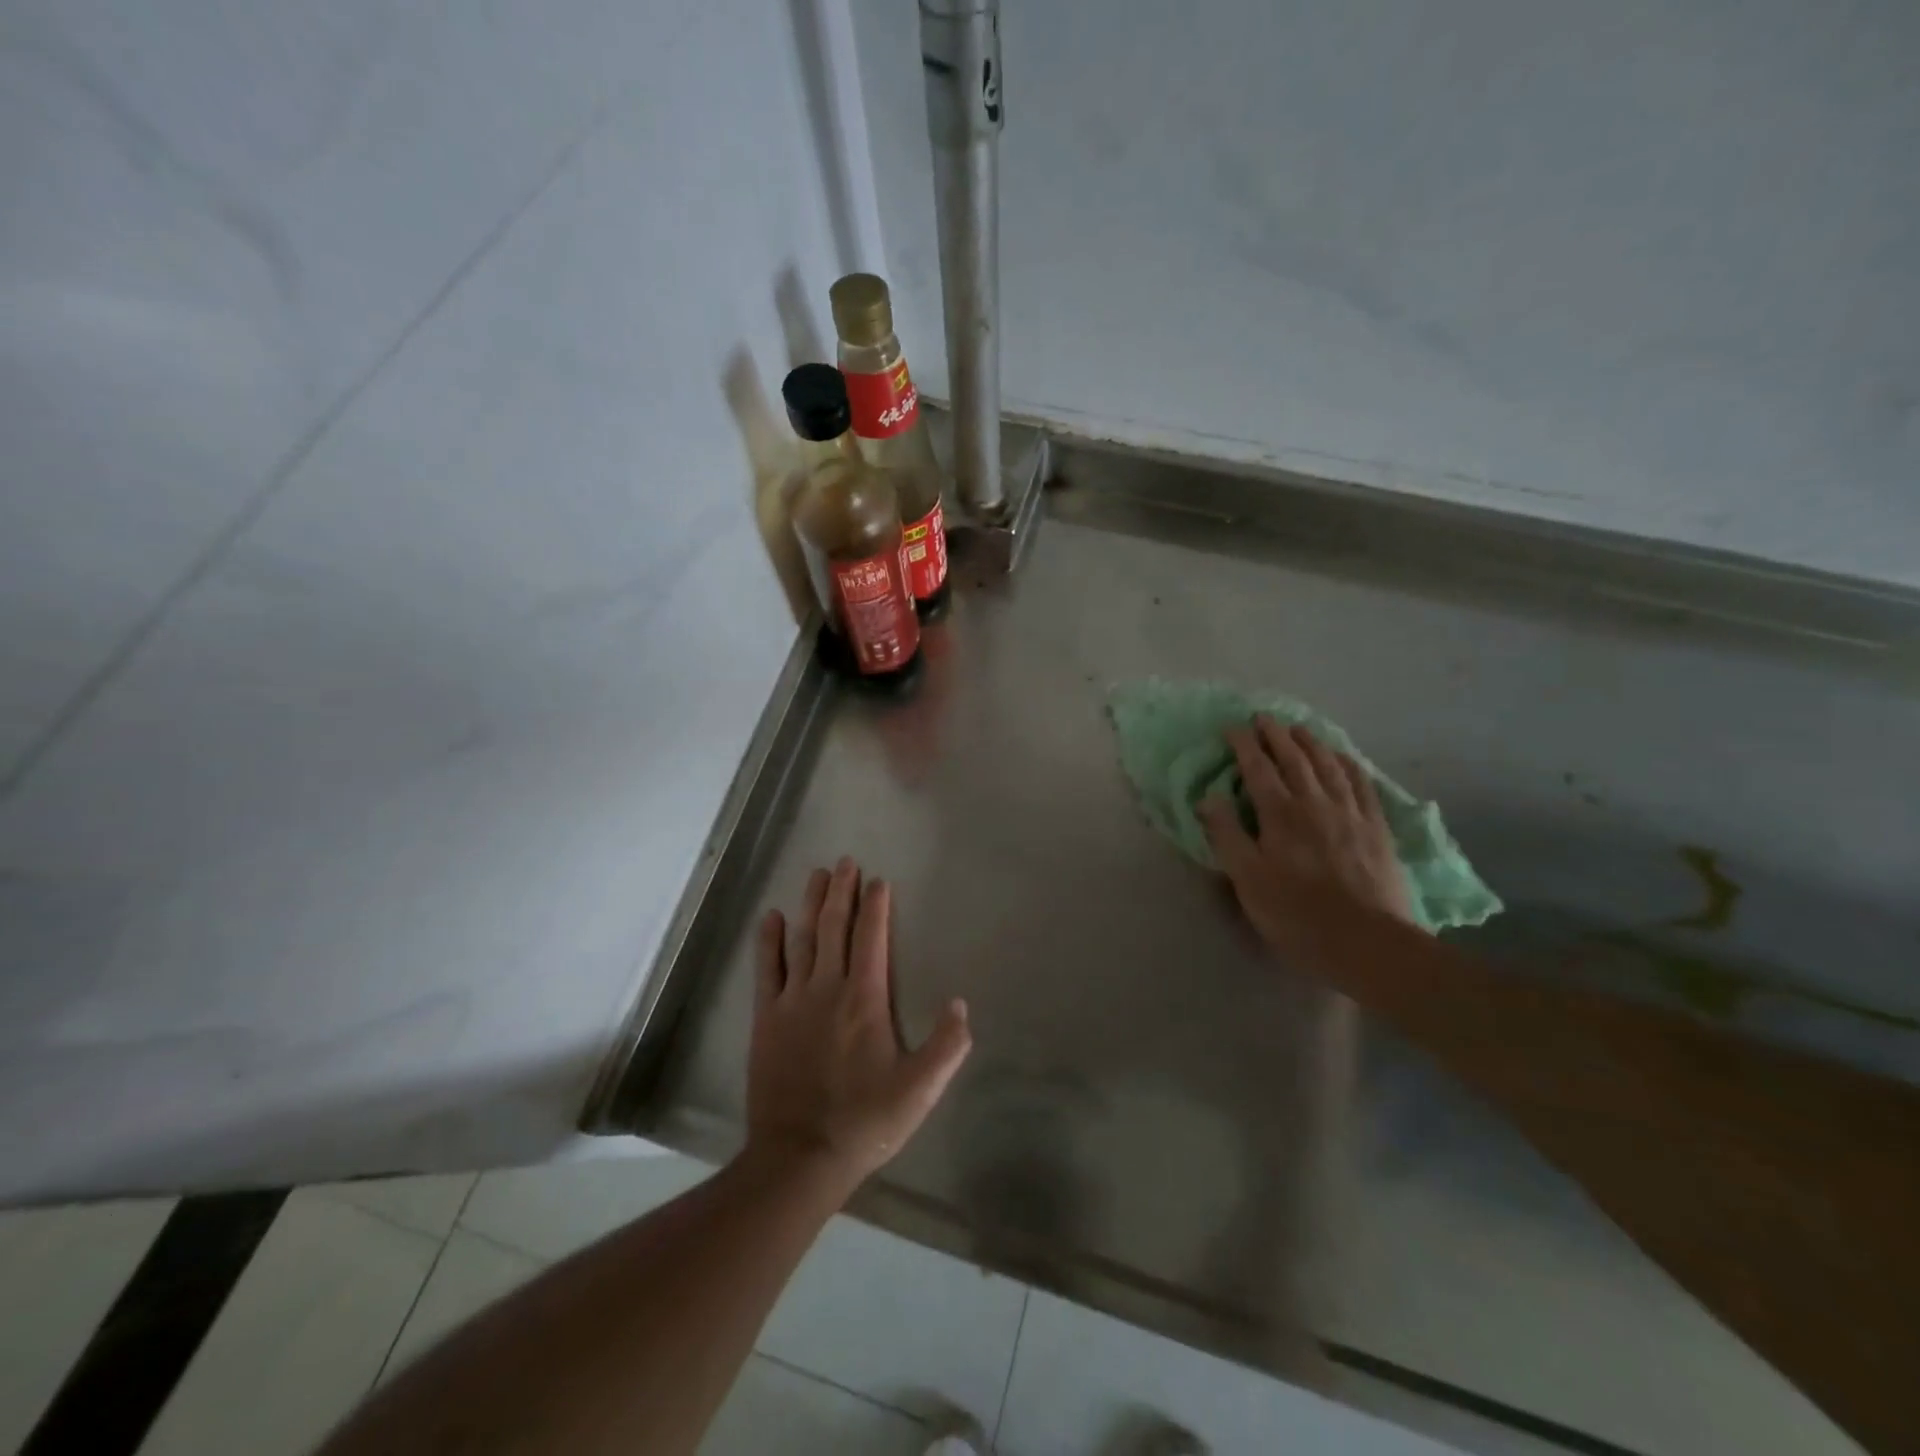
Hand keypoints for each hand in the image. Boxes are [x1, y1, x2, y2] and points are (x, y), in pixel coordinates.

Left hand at [746, 858, 971, 1189]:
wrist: (799, 1157)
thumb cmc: (865, 1121)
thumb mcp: (920, 1089)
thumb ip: (947, 1046)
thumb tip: (960, 1004)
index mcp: (865, 999)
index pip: (871, 939)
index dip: (875, 907)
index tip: (878, 881)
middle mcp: (827, 988)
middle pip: (833, 928)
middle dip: (841, 892)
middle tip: (844, 862)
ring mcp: (792, 1001)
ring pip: (801, 940)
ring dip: (808, 905)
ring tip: (815, 875)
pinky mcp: (766, 1020)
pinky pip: (766, 970)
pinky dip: (768, 942)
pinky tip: (770, 918)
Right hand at [1199, 716, 1415, 953]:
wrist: (1367, 942)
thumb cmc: (1296, 914)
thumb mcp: (1247, 879)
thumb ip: (1226, 835)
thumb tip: (1209, 797)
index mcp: (1280, 814)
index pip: (1257, 769)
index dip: (1244, 745)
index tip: (1232, 727)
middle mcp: (1315, 803)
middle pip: (1294, 759)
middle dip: (1276, 735)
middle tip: (1264, 717)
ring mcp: (1350, 814)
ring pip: (1329, 766)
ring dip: (1311, 743)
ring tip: (1299, 728)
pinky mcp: (1376, 829)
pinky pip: (1362, 785)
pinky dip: (1349, 765)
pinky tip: (1344, 757)